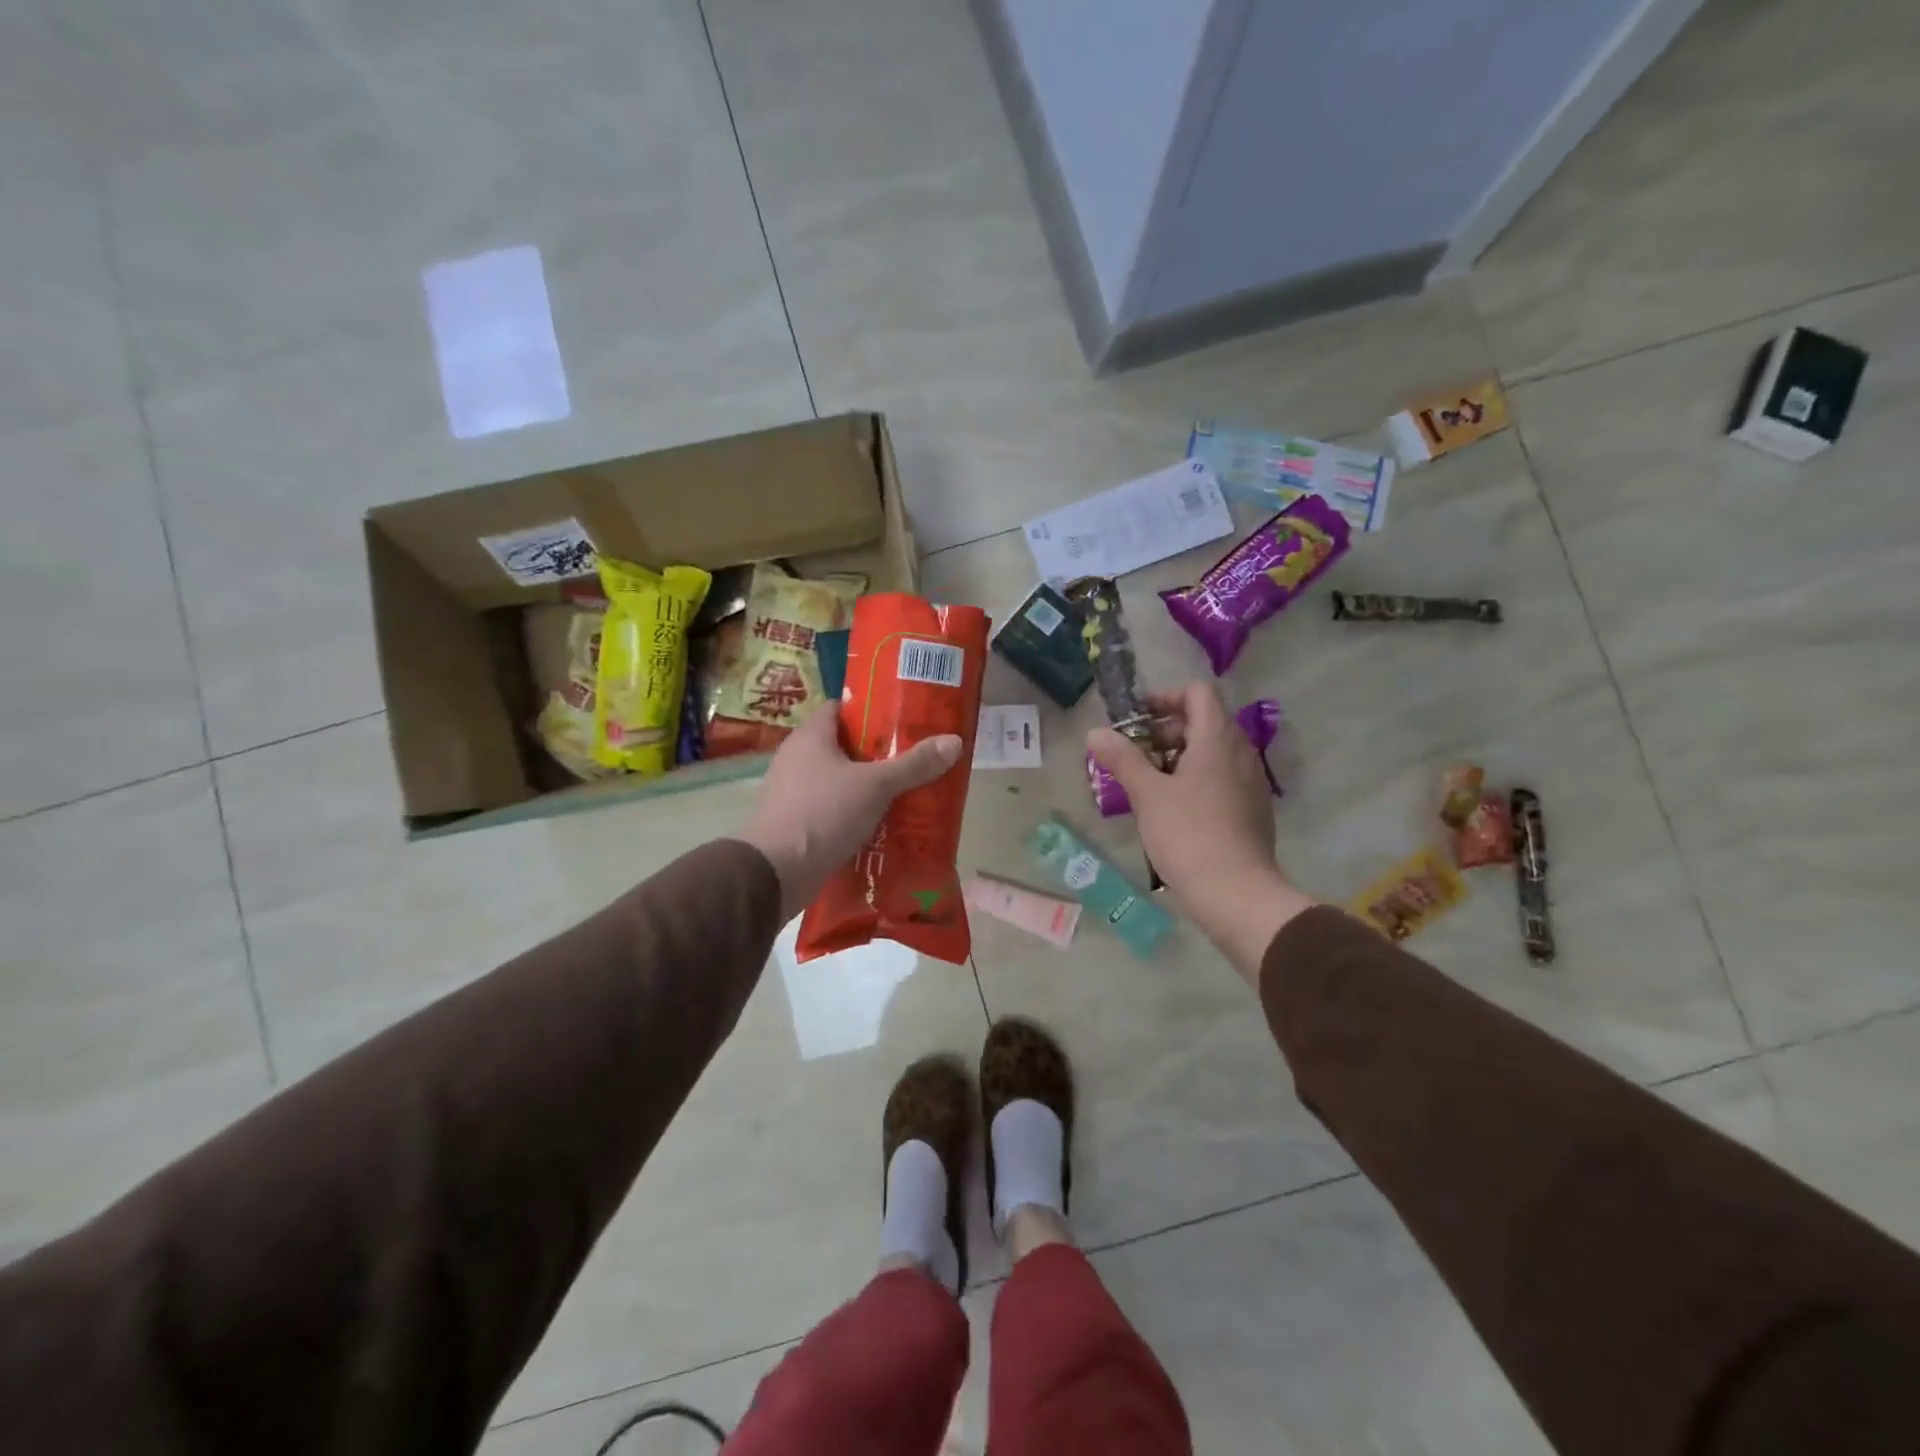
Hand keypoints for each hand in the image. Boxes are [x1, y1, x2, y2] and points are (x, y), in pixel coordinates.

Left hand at [742, 706, 963, 921]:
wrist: (776, 872)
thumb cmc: (823, 813)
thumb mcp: (876, 785)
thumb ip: (914, 764)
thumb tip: (955, 741)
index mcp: (810, 736)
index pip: (841, 708)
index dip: (872, 709)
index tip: (904, 718)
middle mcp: (797, 758)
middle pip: (844, 745)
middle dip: (879, 752)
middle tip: (915, 756)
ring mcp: (793, 792)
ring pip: (840, 780)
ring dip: (868, 786)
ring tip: (907, 790)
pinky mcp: (797, 823)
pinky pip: (833, 809)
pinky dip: (855, 813)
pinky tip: (883, 823)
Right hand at [1088, 683, 1314, 984]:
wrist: (1236, 893)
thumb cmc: (1188, 834)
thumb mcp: (1147, 794)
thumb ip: (1122, 758)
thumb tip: (1096, 732)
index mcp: (1217, 739)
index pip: (1198, 693)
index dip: (1166, 698)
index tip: (1137, 720)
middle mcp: (1241, 753)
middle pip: (1204, 722)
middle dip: (1166, 731)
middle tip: (1134, 756)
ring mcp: (1251, 783)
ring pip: (1213, 753)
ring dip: (1179, 758)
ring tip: (1148, 785)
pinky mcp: (1253, 810)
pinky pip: (1222, 779)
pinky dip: (1196, 780)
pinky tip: (1173, 810)